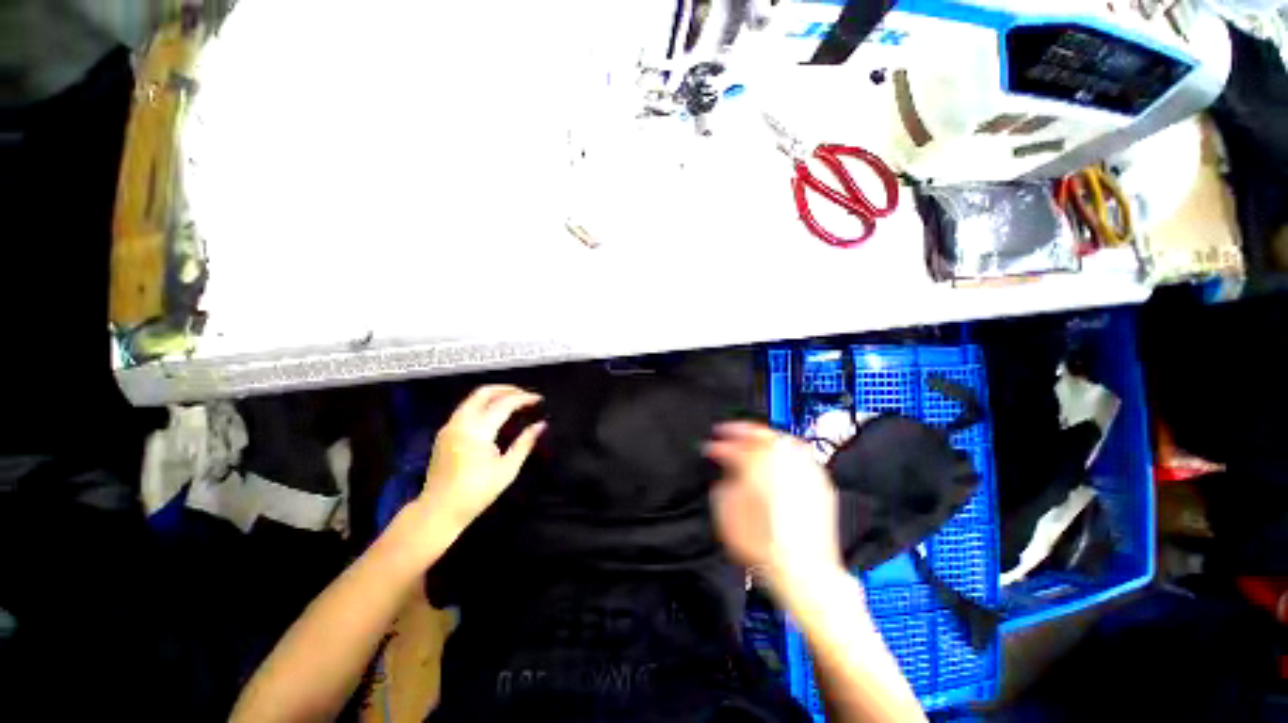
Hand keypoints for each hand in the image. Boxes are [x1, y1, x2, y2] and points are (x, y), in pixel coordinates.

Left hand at [418, 385, 545, 536]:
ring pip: (472, 398)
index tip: (539, 399)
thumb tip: (541, 425)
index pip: (504, 404)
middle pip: (484, 392)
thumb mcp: (507, 469)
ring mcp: (449, 426)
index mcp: (477, 431)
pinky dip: (483, 404)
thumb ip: (525, 443)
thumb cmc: (476, 492)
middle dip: (507, 389)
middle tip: (524, 395)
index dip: (523, 398)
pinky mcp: (444, 432)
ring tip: (513, 401)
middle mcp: (460, 422)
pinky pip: (466, 408)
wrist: (439, 510)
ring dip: (494, 395)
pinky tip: (495, 414)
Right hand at [704, 422, 842, 590]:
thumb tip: (725, 475)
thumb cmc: (766, 548)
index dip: (717, 445)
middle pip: (759, 434)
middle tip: (730, 433)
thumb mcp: (727, 516)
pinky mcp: (820, 484)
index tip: (710, 447)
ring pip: (782, 440)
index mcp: (757, 466)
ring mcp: (804, 471)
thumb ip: (723, 486)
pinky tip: (780, 459)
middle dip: (741, 431)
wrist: (805, 572)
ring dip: (765, 437)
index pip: (732, 446)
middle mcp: (782, 463)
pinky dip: (787, 452)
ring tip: (754, 441)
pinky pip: (801, 455)